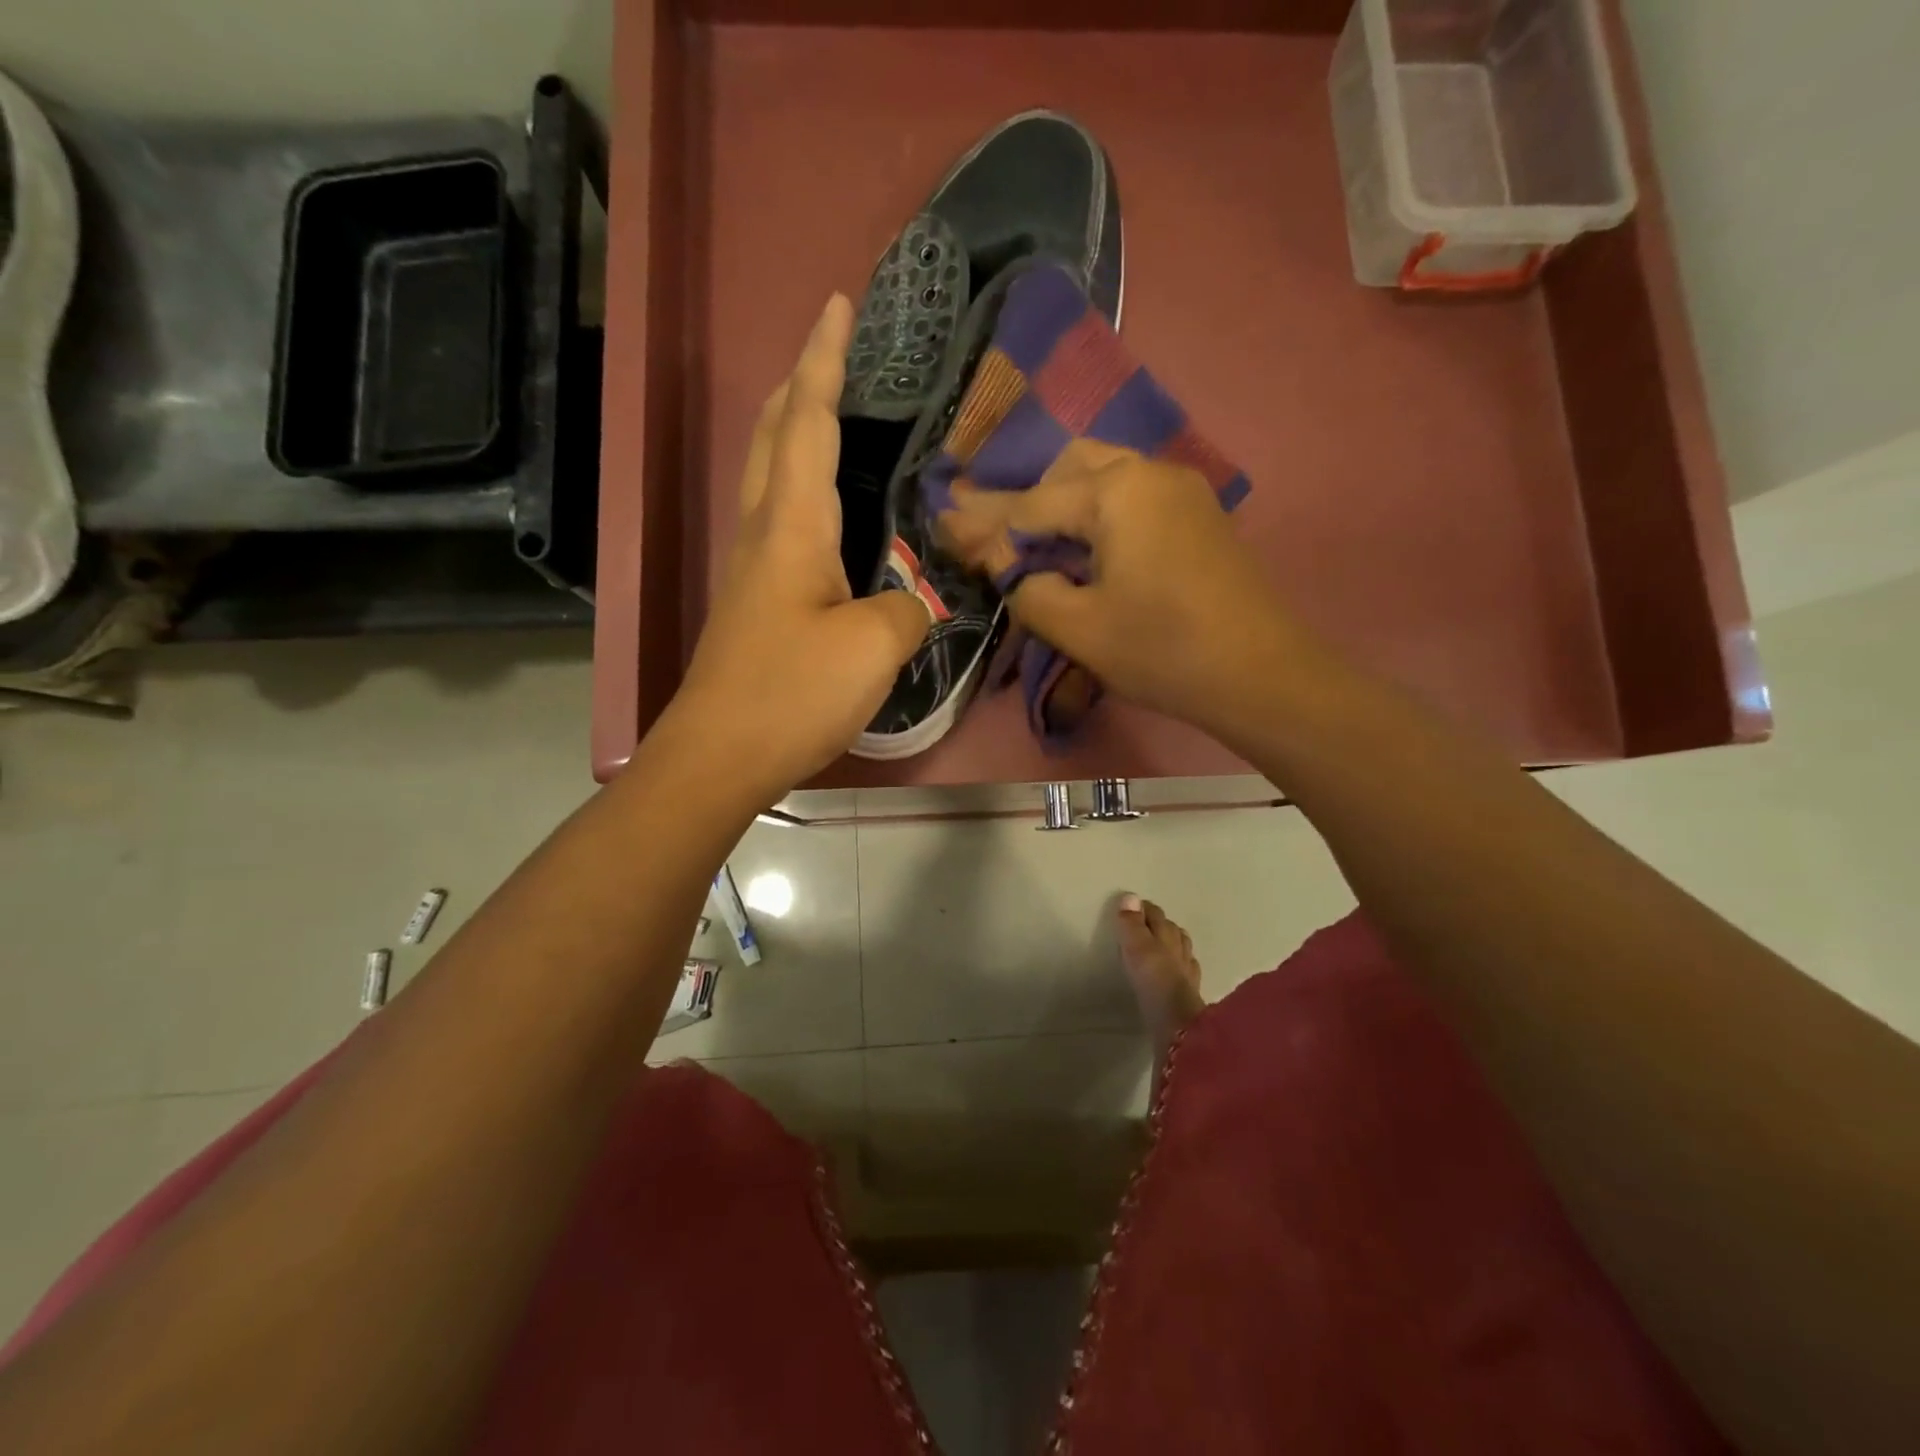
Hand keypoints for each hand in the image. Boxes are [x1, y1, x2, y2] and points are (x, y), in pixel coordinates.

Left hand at [669, 296, 929, 802]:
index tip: (837, 305)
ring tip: (834, 412)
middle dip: (800, 384)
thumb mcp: (874, 647)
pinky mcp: (759, 602)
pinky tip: (832, 509)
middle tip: (834, 352)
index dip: (824, 361)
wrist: (720, 755)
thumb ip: (908, 608)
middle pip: (773, 436)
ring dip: (795, 431)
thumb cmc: (792, 693)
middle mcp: (765, 533)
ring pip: (770, 476)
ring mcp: (756, 569)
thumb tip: (916, 600)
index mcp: (792, 526)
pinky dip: (803, 487)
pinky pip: (782, 519)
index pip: (807, 422)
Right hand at [938, 440, 1298, 739]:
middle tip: (1003, 543)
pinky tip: (1089, 550)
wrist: (1263, 675)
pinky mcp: (1199, 516)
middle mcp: (1150, 472)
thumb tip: (1007, 564)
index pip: (1033, 504)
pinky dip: (1100, 515)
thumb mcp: (1079, 628)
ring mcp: (1182, 491)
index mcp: (1116, 491)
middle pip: (1070, 469)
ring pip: (1106, 477)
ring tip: (1041, 547)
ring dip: (1066, 505)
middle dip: (1030, 501)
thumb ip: (1028, 587)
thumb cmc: (1163, 651)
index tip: (946, 529)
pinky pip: (1134, 497)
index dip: (987, 525)